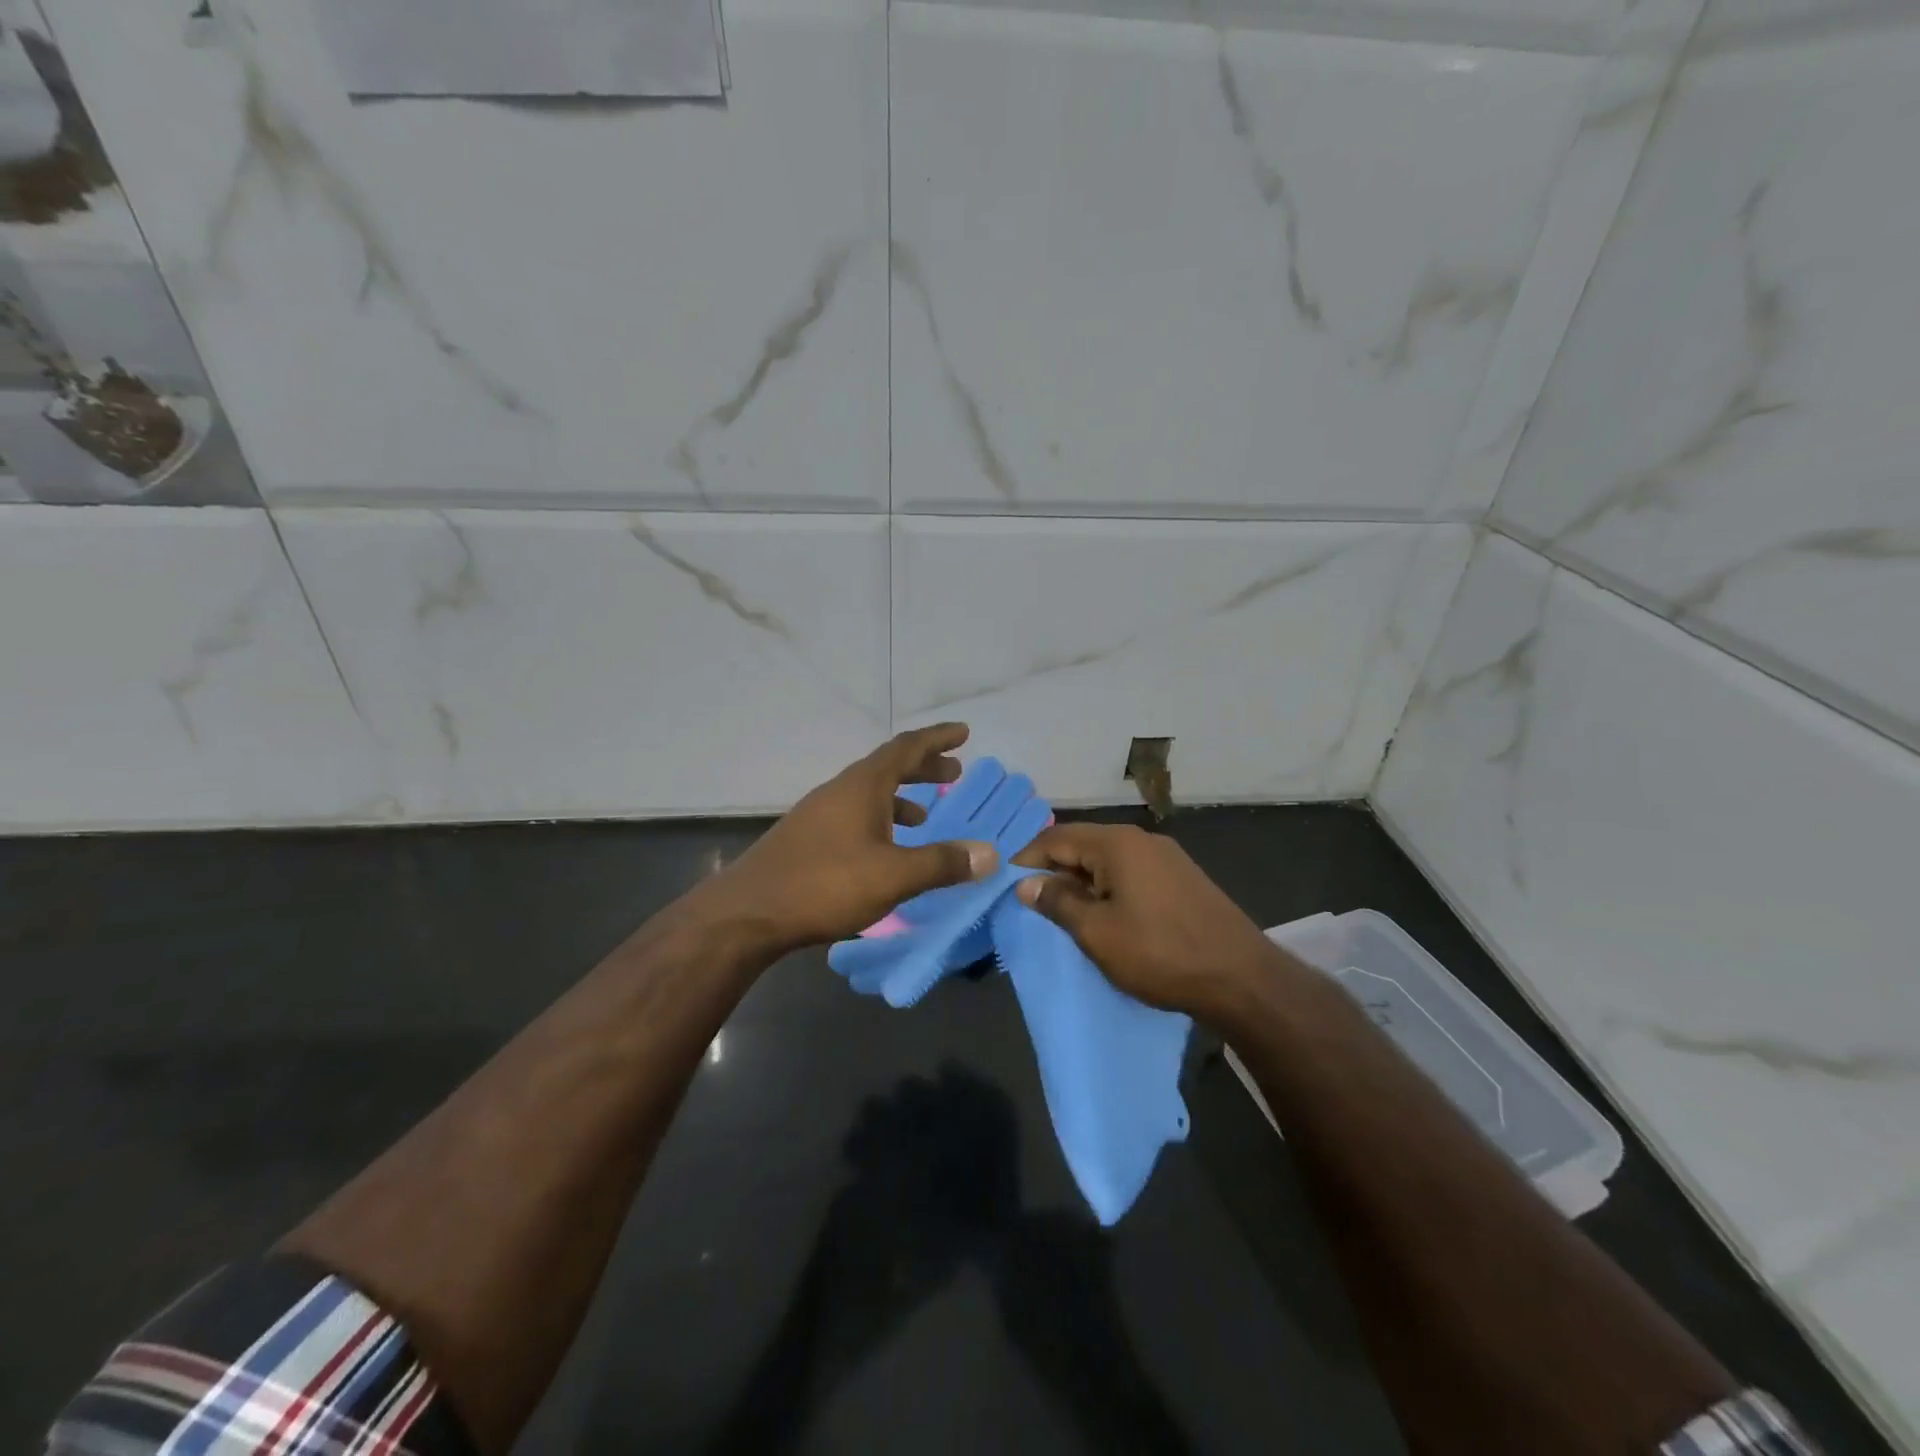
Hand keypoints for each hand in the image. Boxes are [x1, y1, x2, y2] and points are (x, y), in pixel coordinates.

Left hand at [700, 724, 998, 955]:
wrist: (747, 913)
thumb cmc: (825, 884)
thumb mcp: (893, 876)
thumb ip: (942, 863)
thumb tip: (989, 854)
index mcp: (863, 786)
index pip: (906, 747)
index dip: (937, 738)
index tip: (963, 732)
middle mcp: (841, 790)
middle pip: (888, 766)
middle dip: (924, 766)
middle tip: (954, 771)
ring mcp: (820, 813)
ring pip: (870, 792)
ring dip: (902, 795)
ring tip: (927, 814)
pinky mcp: (809, 838)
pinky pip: (856, 814)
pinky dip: (881, 819)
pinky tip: (886, 849)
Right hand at [1013, 823, 1281, 1024]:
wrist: (1242, 979)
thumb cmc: (1160, 953)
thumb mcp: (1097, 933)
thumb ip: (1058, 903)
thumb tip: (1026, 883)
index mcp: (1117, 843)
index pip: (1056, 838)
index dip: (1026, 859)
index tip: (1005, 885)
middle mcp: (1141, 839)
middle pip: (1083, 844)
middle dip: (1053, 870)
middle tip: (1030, 902)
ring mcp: (1167, 857)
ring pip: (1108, 860)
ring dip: (1081, 881)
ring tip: (1062, 911)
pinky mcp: (1182, 878)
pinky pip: (1131, 872)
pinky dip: (1108, 887)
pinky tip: (1104, 913)